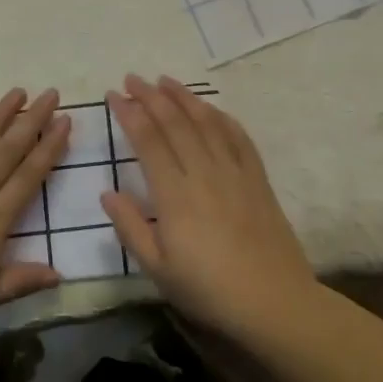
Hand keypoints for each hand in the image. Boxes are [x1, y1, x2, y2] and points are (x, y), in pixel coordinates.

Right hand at [102, 74, 315, 339]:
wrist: (274, 302)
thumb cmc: (209, 290)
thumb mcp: (158, 269)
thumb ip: (130, 228)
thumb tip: (108, 193)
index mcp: (174, 194)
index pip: (148, 141)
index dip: (130, 114)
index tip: (114, 95)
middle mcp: (204, 173)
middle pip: (175, 123)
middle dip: (151, 96)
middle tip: (133, 78)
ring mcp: (234, 172)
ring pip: (206, 123)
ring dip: (184, 97)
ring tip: (166, 80)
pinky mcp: (258, 179)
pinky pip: (239, 138)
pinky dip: (222, 118)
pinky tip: (212, 109)